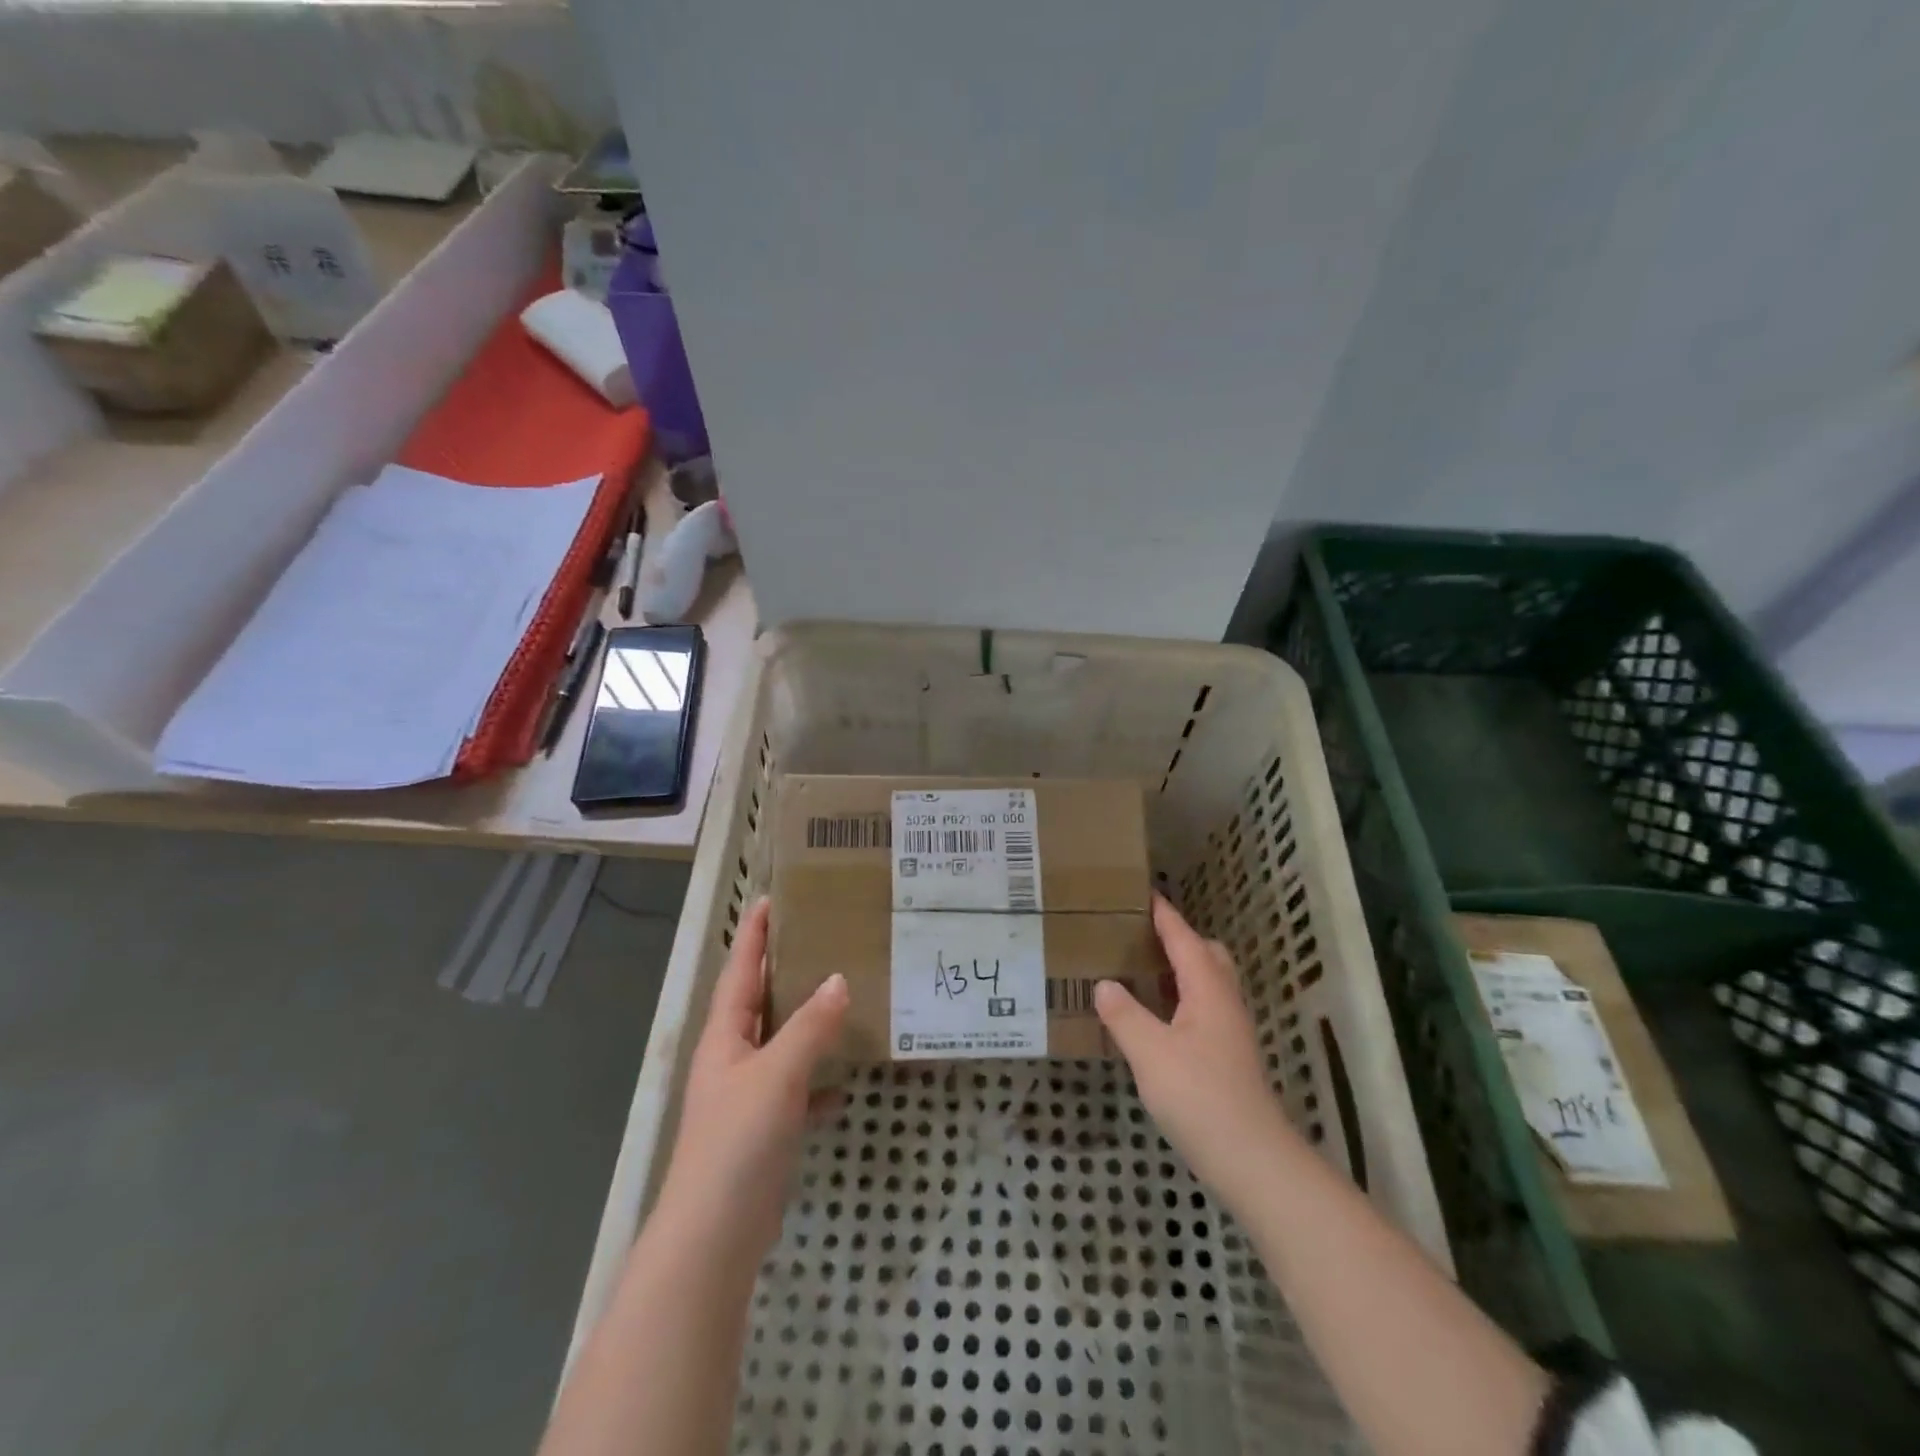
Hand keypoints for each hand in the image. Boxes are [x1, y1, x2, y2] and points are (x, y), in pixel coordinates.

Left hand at [654, 898, 849, 1261]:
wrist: (715, 1237)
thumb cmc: (738, 1141)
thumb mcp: (778, 1075)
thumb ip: (810, 1027)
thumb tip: (839, 979)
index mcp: (725, 1037)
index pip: (740, 972)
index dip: (755, 935)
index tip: (772, 898)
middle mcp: (732, 1060)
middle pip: (759, 1003)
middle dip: (784, 971)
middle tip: (821, 937)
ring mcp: (747, 1098)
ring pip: (781, 1045)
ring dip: (806, 1023)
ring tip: (844, 994)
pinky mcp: (765, 1132)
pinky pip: (797, 1092)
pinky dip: (818, 1082)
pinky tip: (846, 1081)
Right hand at [1096, 894, 1297, 1202]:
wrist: (1252, 1159)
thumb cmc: (1199, 1096)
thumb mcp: (1149, 1052)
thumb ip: (1123, 1015)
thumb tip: (1104, 984)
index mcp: (1207, 989)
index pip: (1183, 938)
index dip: (1164, 915)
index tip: (1143, 892)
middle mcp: (1224, 1001)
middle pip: (1207, 954)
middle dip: (1178, 939)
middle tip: (1140, 936)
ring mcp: (1231, 1030)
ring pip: (1208, 983)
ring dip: (1181, 969)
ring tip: (1142, 971)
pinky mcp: (1229, 1055)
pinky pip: (1204, 1007)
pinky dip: (1182, 997)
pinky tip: (1157, 1018)